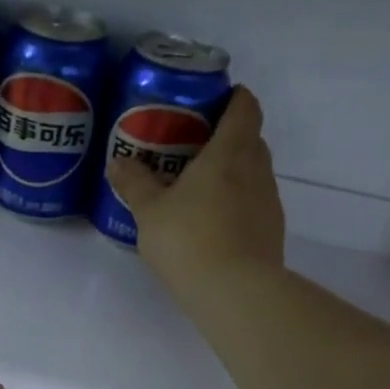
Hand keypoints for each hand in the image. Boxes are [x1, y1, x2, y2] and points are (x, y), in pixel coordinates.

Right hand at [105, 85, 285, 291]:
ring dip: (233, 171)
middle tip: (195, 143)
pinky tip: (212, 221)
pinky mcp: (271, 231)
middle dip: (228, 135)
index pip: (245, 108)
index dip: (236, 97)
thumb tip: (118, 162)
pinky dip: (237, 201)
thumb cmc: (190, 239)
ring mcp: (269, 202)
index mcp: (229, 153)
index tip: (219, 95)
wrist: (236, 293)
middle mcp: (256, 170)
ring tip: (200, 185)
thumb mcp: (150, 211)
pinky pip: (254, 203)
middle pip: (251, 139)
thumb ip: (134, 183)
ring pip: (254, 173)